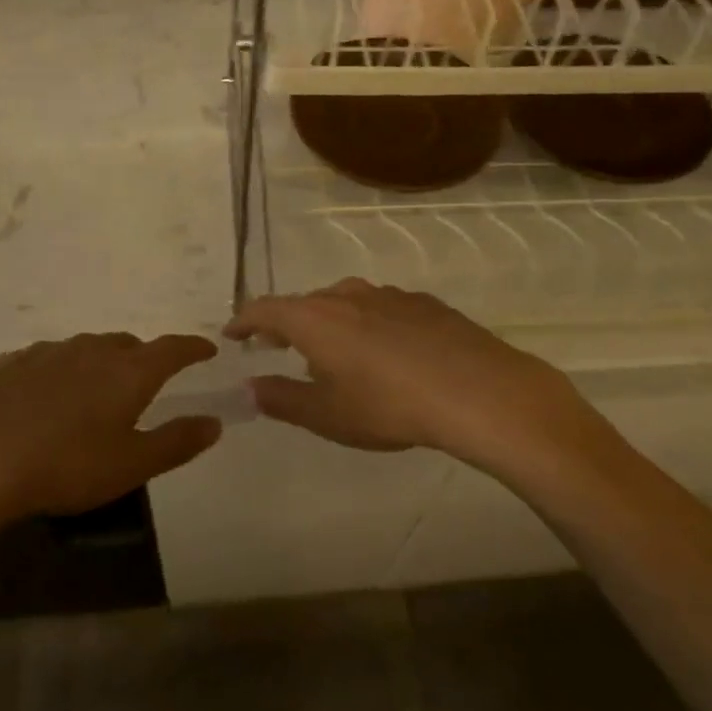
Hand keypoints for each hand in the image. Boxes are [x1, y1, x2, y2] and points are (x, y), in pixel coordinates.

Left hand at [0, 333, 222, 570]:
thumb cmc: (62, 465)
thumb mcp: (130, 466)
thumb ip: (176, 442)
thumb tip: (213, 423)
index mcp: (128, 371)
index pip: (173, 349)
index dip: (193, 348)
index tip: (207, 349)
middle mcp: (91, 350)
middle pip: (128, 346)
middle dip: (144, 359)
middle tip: (146, 384)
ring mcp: (46, 352)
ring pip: (85, 351)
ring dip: (99, 366)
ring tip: (94, 396)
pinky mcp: (8, 362)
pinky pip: (48, 362)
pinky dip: (60, 375)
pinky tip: (44, 403)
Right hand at [226, 280, 614, 482]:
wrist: (478, 391)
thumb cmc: (389, 406)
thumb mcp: (327, 415)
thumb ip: (282, 399)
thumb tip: (251, 386)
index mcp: (315, 319)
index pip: (265, 309)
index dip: (244, 321)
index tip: (233, 335)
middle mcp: (348, 296)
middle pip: (305, 302)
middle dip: (286, 322)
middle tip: (277, 346)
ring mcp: (390, 295)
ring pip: (346, 301)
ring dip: (329, 321)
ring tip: (331, 350)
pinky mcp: (425, 303)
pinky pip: (381, 307)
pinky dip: (366, 323)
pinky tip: (384, 349)